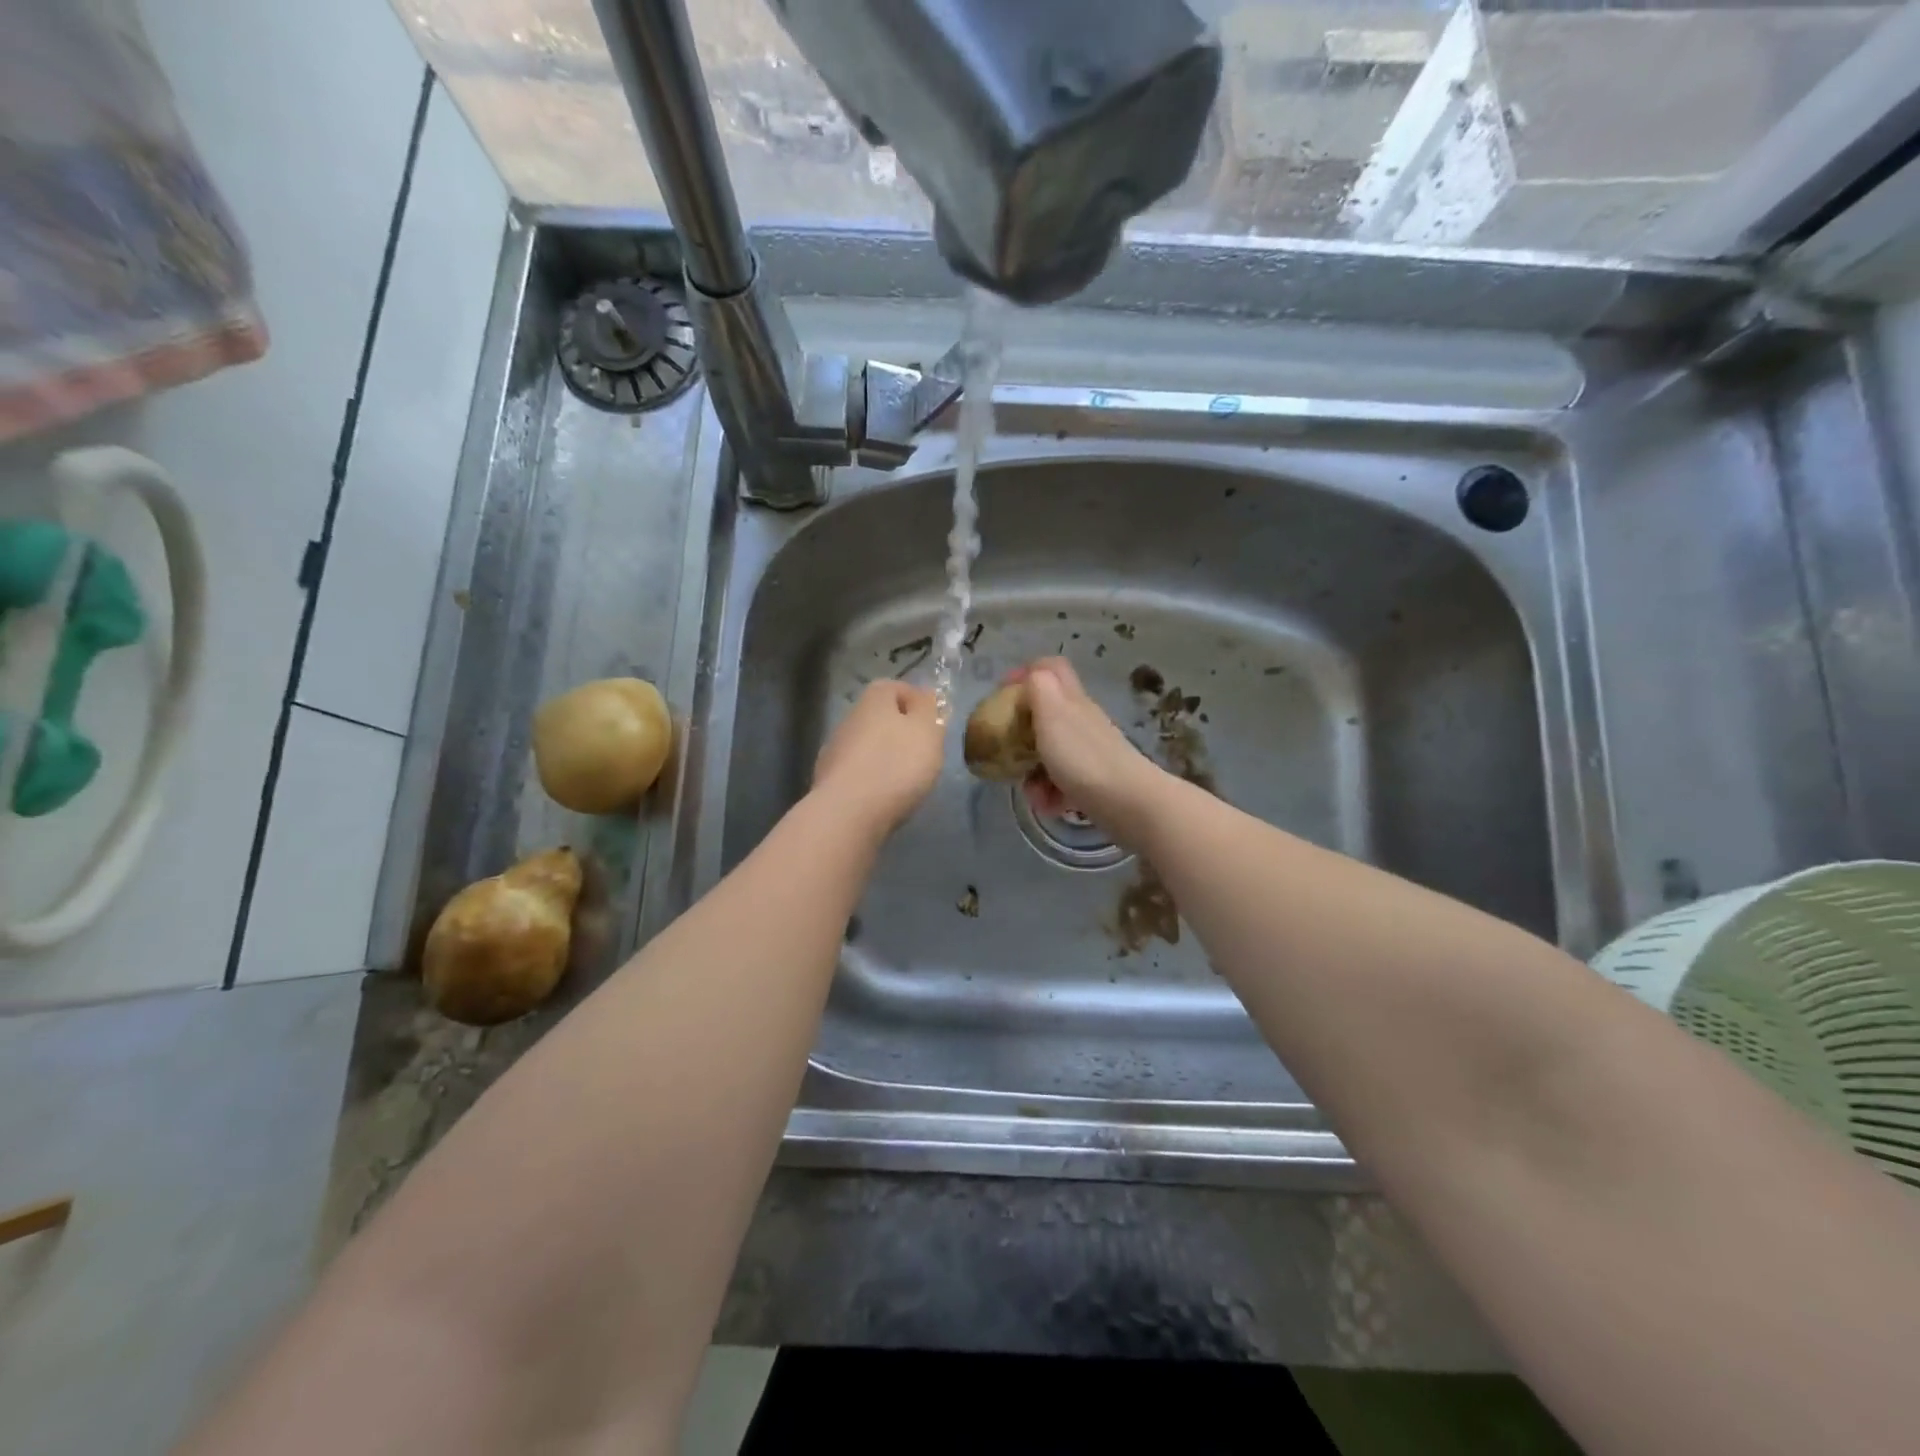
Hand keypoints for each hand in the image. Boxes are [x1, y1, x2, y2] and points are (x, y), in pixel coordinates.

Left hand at [812, 680, 943, 836]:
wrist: (848, 812)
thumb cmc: (897, 765)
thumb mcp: (927, 732)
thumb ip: (929, 709)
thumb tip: (925, 694)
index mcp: (874, 699)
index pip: (897, 687)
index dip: (918, 702)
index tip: (934, 723)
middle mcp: (850, 717)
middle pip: (881, 717)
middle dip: (901, 731)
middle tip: (924, 753)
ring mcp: (835, 749)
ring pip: (868, 745)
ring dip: (885, 756)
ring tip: (906, 779)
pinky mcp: (828, 779)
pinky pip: (857, 771)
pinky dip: (871, 778)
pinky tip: (883, 795)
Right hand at [1011, 658, 1167, 843]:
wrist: (1128, 802)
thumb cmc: (1082, 757)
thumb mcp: (1052, 714)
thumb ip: (1038, 688)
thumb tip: (1030, 674)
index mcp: (1070, 699)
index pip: (1050, 668)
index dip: (1024, 673)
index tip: (1001, 693)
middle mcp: (1081, 721)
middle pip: (1045, 716)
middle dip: (1021, 737)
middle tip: (1007, 751)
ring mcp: (1088, 752)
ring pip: (1050, 754)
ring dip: (1034, 773)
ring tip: (1032, 793)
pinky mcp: (1093, 781)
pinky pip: (1062, 782)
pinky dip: (1051, 794)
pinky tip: (1050, 806)